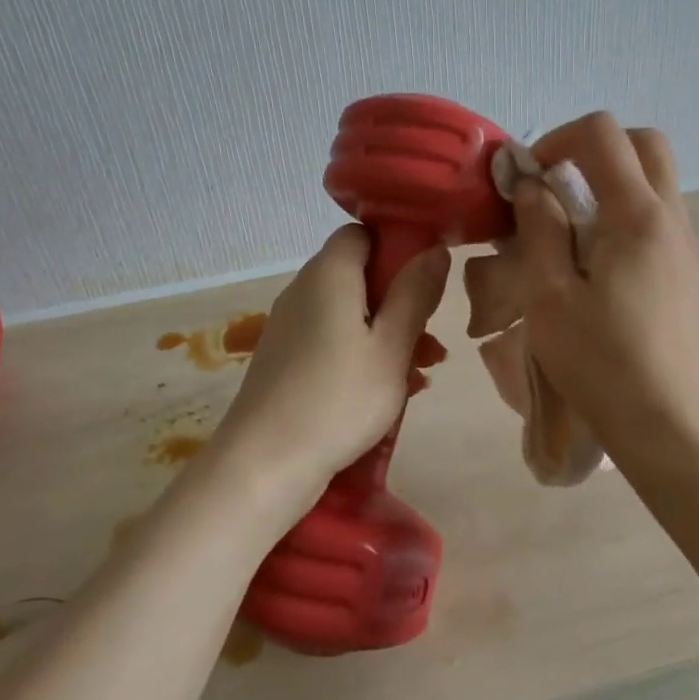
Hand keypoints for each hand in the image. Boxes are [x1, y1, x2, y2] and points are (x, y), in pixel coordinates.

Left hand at [210, 226, 449, 516]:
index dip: (396, 246)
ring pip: (349, 312)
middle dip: (400, 300)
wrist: (264, 464)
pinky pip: (333, 340)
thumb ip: (415, 294)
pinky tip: (392, 389)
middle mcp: (303, 291)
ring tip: (423, 369)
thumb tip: (434, 248)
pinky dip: (363, 353)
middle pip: (359, 275)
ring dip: (387, 332)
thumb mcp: (391, 347)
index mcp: (328, 275)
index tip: (426, 278)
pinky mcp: (285, 359)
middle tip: (430, 336)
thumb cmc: (338, 399)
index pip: (361, 234)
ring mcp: (290, 326)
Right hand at [506, 113, 698, 463]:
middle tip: (553, 184)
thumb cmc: (599, 363)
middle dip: (593, 147)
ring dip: (609, 179)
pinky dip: (623, 209)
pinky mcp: (685, 270)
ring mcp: (684, 245)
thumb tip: (533, 185)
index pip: (604, 134)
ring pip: (654, 178)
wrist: (665, 425)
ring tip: (566, 225)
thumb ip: (540, 229)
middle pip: (644, 143)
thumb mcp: (549, 295)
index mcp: (637, 217)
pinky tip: (592, 258)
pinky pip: (656, 214)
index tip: (527, 178)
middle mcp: (671, 218)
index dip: (557, 138)